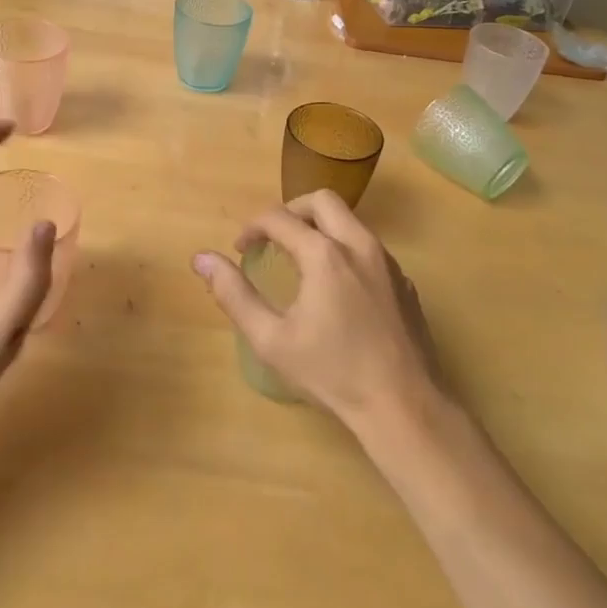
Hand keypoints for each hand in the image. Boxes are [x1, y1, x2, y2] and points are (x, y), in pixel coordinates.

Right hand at [191, 191, 444, 435]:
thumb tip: (202, 259)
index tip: (240, 249)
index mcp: (324, 254)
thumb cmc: (332, 373)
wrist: (404, 406)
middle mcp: (359, 245)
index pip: (279, 217)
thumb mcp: (271, 339)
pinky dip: (345, 249)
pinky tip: (336, 288)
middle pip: (322, 200)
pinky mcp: (404, 281)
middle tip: (273, 239)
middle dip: (291, 211)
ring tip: (300, 260)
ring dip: (320, 228)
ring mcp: (387, 262)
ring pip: (350, 220)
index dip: (252, 227)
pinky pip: (369, 247)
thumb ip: (234, 294)